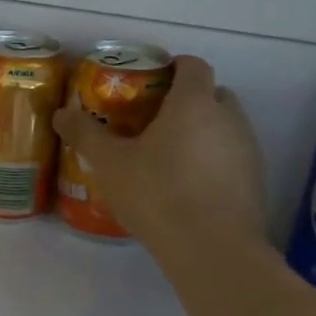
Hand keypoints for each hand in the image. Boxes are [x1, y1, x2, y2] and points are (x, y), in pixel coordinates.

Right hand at [52, 54, 265, 246]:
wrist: (213, 250)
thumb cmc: (158, 194)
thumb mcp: (110, 164)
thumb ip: (86, 134)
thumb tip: (60, 114)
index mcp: (194, 103)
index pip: (193, 65)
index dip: (173, 66)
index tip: (150, 80)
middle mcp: (229, 118)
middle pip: (213, 93)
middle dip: (188, 100)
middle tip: (155, 119)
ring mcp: (247, 150)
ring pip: (225, 126)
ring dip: (202, 131)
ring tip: (170, 155)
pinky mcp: (255, 181)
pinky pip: (231, 156)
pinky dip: (213, 160)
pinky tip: (188, 185)